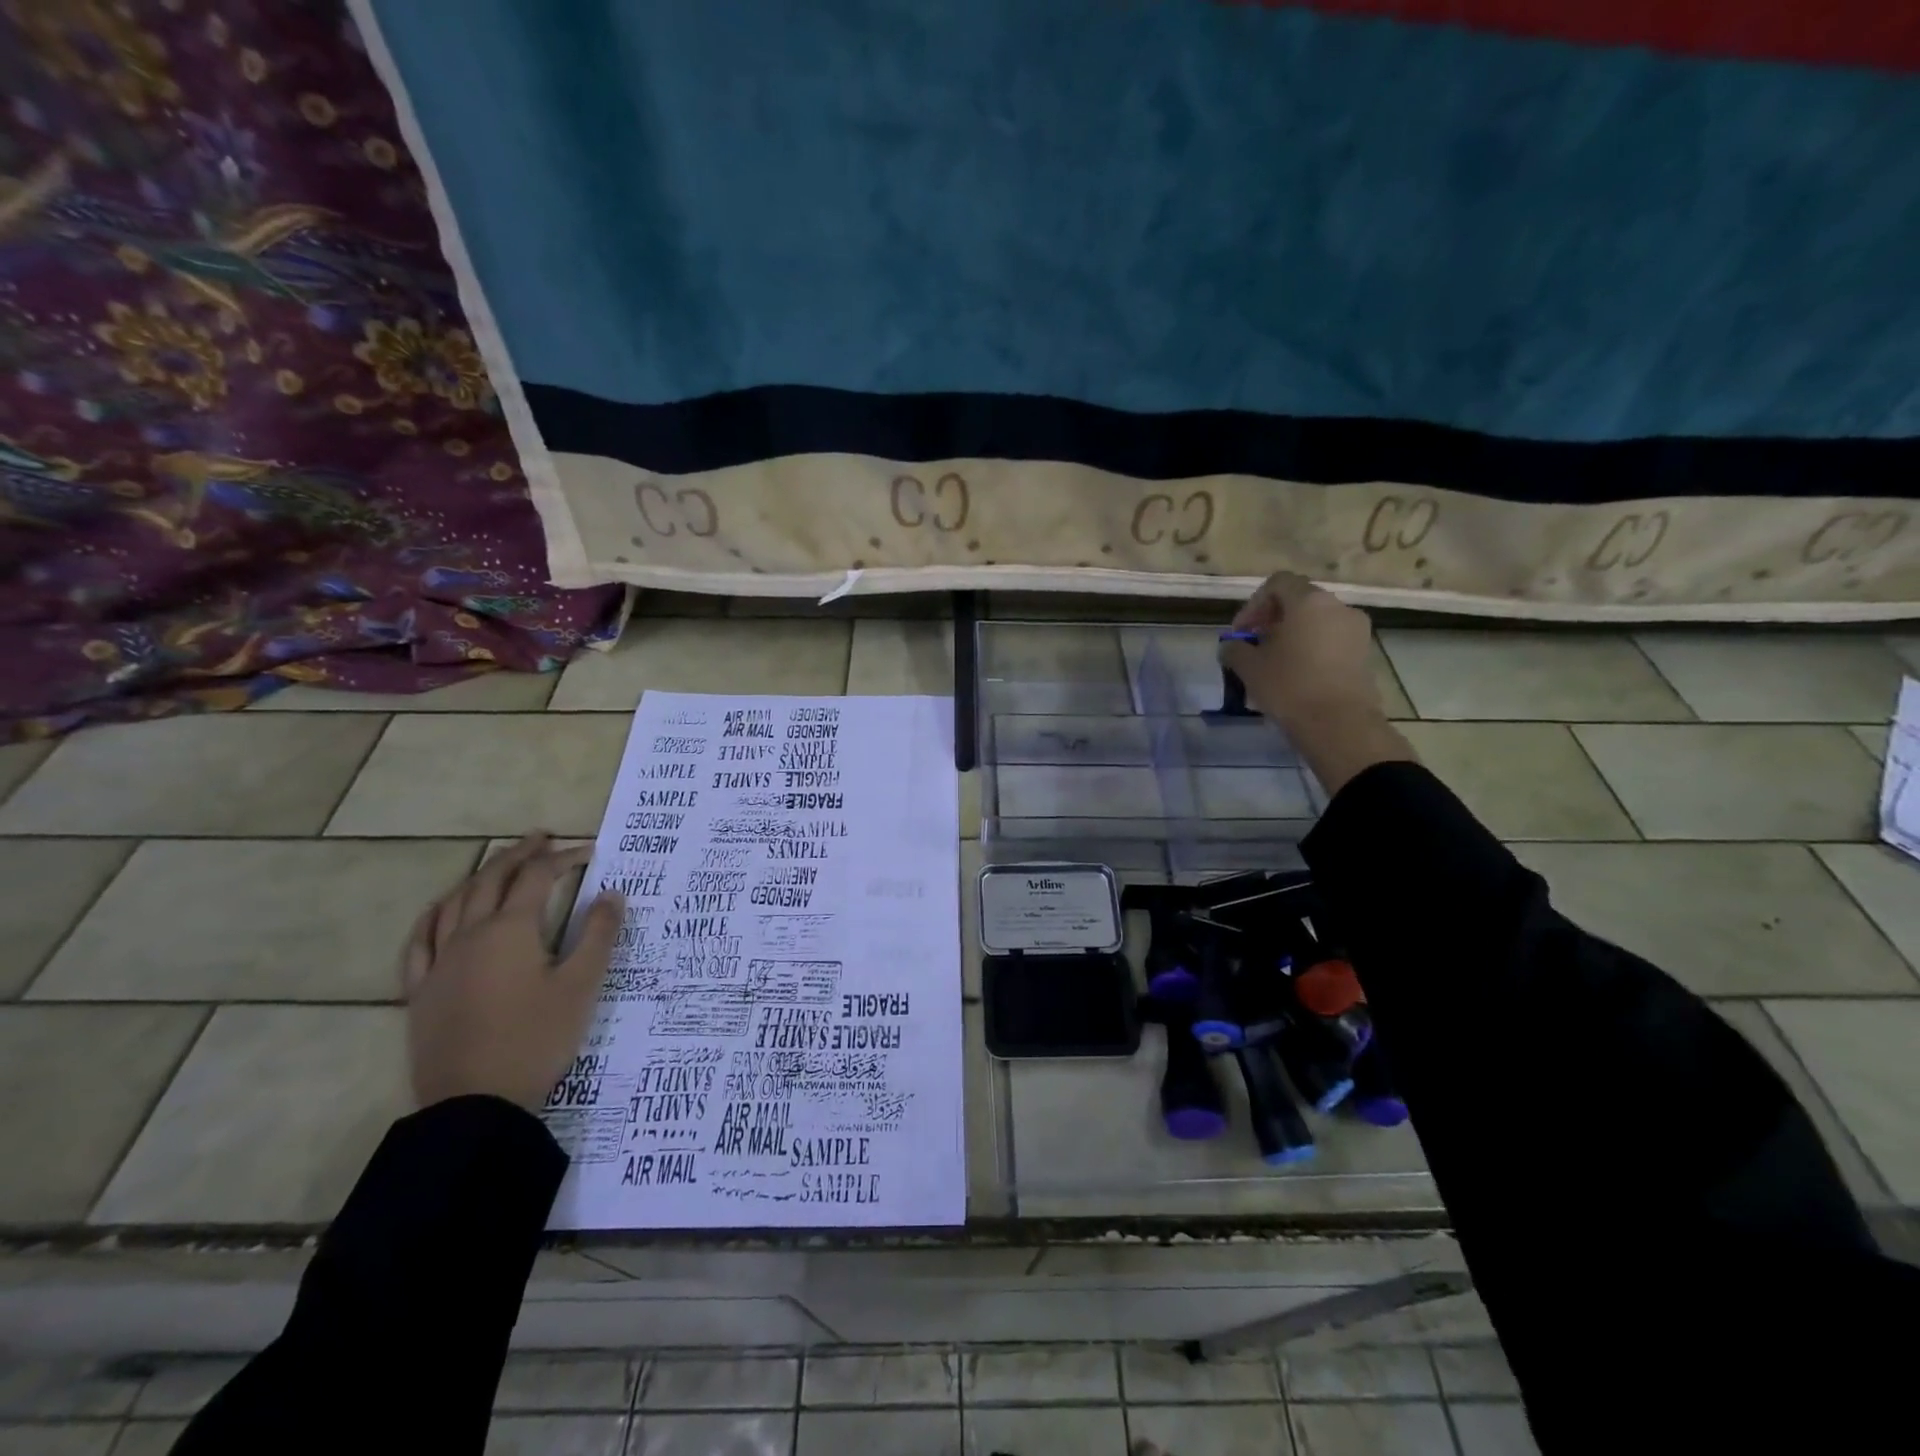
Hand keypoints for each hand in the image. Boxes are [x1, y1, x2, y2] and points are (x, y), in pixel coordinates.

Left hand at [402, 832, 623, 1110]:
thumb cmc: (537, 1039)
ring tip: (498, 865)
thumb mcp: (582, 985)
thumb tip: (612, 893)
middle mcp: (469, 935)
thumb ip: (598, 934)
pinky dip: (434, 916)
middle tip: (541, 838)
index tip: (589, 851)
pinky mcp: (421, 991)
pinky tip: (441, 911)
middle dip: (518, 855)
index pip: (538, 878)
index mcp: (510, 930)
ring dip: (478, 876)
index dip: (564, 858)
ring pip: (453, 903)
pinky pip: (420, 941)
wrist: (476, 1103)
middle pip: (491, 880)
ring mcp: (439, 963)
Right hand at [1219, 571, 1382, 726]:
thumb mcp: (1249, 667)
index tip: (1242, 633)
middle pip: (1299, 601)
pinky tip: (1297, 677)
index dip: (1254, 604)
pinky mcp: (1365, 654)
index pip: (1278, 583)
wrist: (1339, 725)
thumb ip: (1234, 649)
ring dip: (1293, 637)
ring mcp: (1357, 630)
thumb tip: (1231, 646)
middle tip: (1254, 647)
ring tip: (1274, 665)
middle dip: (1272, 621)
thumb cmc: (1289, 687)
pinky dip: (1312, 650)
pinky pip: (1331, 641)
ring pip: (1316, 622)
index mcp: (1309, 601)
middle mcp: (1338, 607)